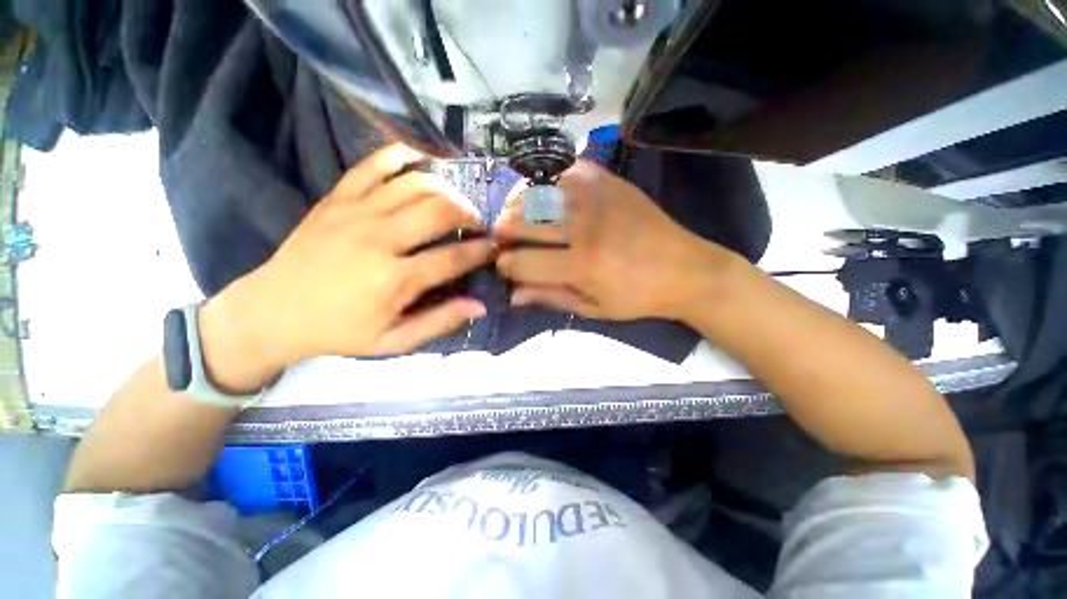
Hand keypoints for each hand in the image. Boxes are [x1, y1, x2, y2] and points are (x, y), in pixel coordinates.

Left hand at [200, 145, 493, 391]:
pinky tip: (420, 158)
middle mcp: (379, 239)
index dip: (482, 251)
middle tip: (478, 224)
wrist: (272, 312)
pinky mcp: (336, 199)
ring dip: (446, 190)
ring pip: (414, 185)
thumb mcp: (393, 342)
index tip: (495, 248)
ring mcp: (355, 213)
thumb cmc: (339, 331)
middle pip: (439, 211)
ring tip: (456, 201)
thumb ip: (438, 322)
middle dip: (469, 214)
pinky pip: (372, 165)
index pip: (453, 258)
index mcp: (394, 280)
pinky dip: (399, 155)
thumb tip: (480, 305)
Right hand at [494, 160, 737, 320]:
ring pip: (537, 192)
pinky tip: (548, 197)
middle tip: (503, 240)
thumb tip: (512, 294)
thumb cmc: (638, 297)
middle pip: (521, 221)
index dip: (504, 266)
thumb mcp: (593, 308)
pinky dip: (548, 182)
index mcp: (581, 265)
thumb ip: (550, 297)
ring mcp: (597, 197)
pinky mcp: (609, 180)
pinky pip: (565, 170)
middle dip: (502, 233)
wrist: (687, 269)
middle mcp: (584, 226)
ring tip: (519, 218)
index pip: (521, 262)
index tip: (504, 268)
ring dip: (518, 206)